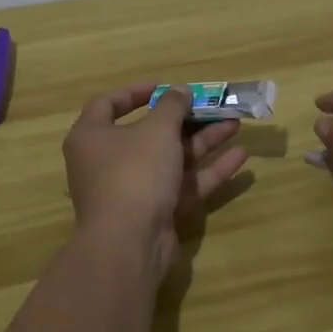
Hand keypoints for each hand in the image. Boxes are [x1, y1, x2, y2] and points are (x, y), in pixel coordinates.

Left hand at [63, 85, 249, 282]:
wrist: (129, 244)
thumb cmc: (134, 173)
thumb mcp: (157, 130)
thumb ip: (172, 106)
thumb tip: (179, 90)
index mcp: (92, 137)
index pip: (107, 104)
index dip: (136, 92)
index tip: (165, 87)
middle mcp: (108, 162)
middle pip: (148, 133)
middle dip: (184, 119)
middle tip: (212, 106)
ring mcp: (132, 190)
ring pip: (170, 159)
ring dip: (202, 141)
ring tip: (235, 123)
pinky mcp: (155, 213)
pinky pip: (182, 185)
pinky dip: (208, 170)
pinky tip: (240, 156)